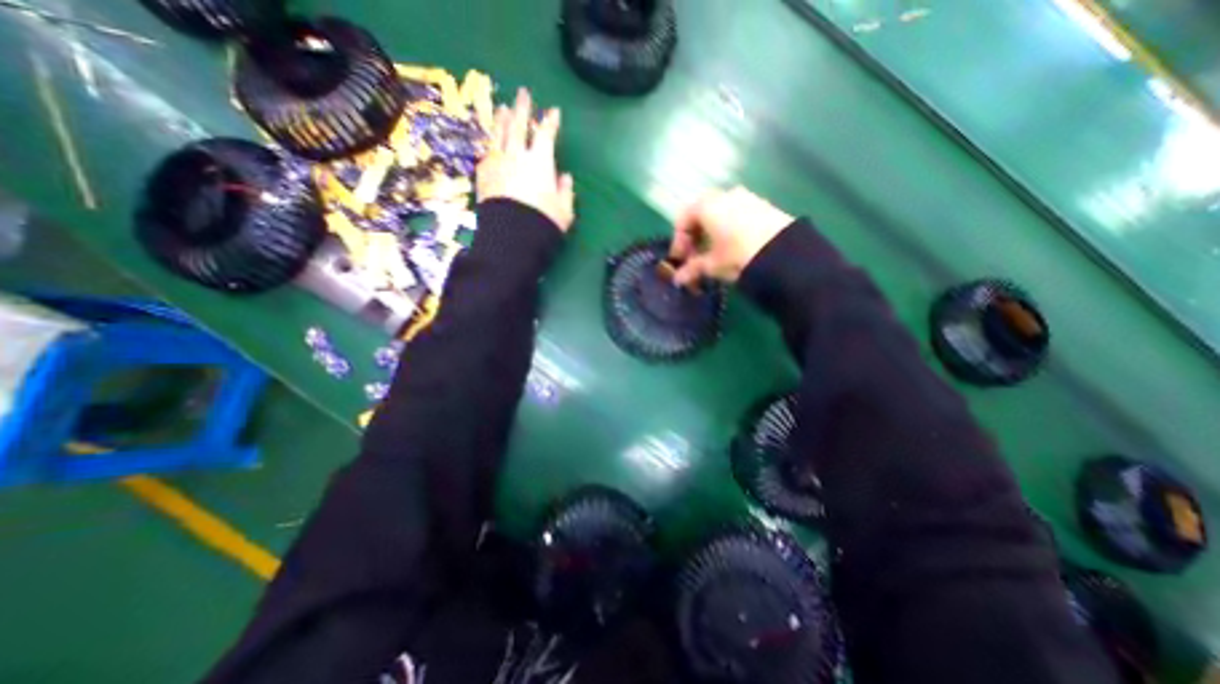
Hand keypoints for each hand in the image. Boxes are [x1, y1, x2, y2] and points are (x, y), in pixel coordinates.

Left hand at [476, 88, 578, 230]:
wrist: (510, 236)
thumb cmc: (542, 222)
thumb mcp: (563, 211)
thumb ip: (565, 192)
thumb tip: (565, 177)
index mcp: (540, 162)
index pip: (546, 134)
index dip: (551, 121)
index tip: (554, 112)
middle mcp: (517, 156)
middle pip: (519, 125)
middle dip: (523, 108)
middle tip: (523, 93)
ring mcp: (497, 163)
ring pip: (500, 134)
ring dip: (503, 119)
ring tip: (504, 108)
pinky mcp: (483, 174)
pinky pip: (486, 152)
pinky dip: (490, 144)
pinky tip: (490, 141)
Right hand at [666, 184, 792, 285]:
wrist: (784, 251)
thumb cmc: (738, 254)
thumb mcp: (712, 264)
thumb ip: (692, 269)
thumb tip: (677, 280)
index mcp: (706, 205)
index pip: (682, 220)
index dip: (678, 242)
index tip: (680, 261)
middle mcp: (724, 195)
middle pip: (700, 214)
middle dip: (694, 237)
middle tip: (695, 257)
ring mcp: (745, 197)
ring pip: (719, 213)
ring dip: (711, 233)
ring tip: (714, 254)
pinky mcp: (762, 204)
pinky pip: (736, 214)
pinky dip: (728, 228)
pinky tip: (733, 247)